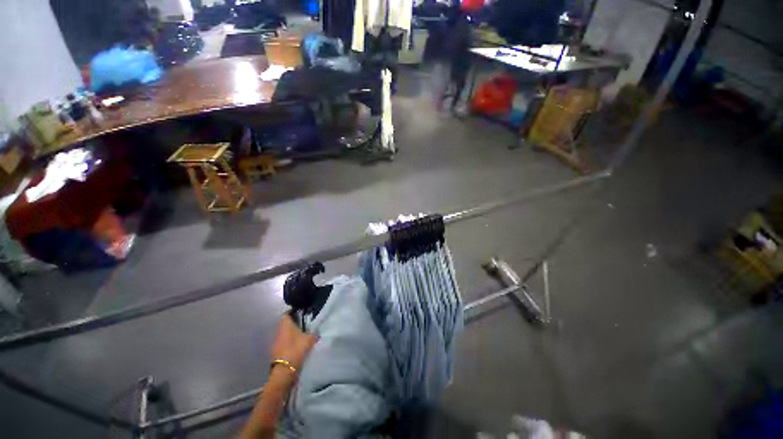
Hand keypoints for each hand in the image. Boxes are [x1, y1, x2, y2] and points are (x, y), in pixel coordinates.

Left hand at [270, 314, 317, 371]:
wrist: (284, 372)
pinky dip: (289, 341)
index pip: (287, 313)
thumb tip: (317, 328)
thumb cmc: (296, 350)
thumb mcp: (310, 339)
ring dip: (291, 333)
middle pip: (285, 323)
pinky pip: (283, 342)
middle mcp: (278, 331)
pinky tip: (297, 344)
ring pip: (284, 333)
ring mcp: (276, 342)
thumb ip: (314, 332)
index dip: (293, 311)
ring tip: (302, 334)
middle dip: (294, 323)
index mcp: (285, 324)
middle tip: (305, 323)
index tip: (302, 312)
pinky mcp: (276, 351)